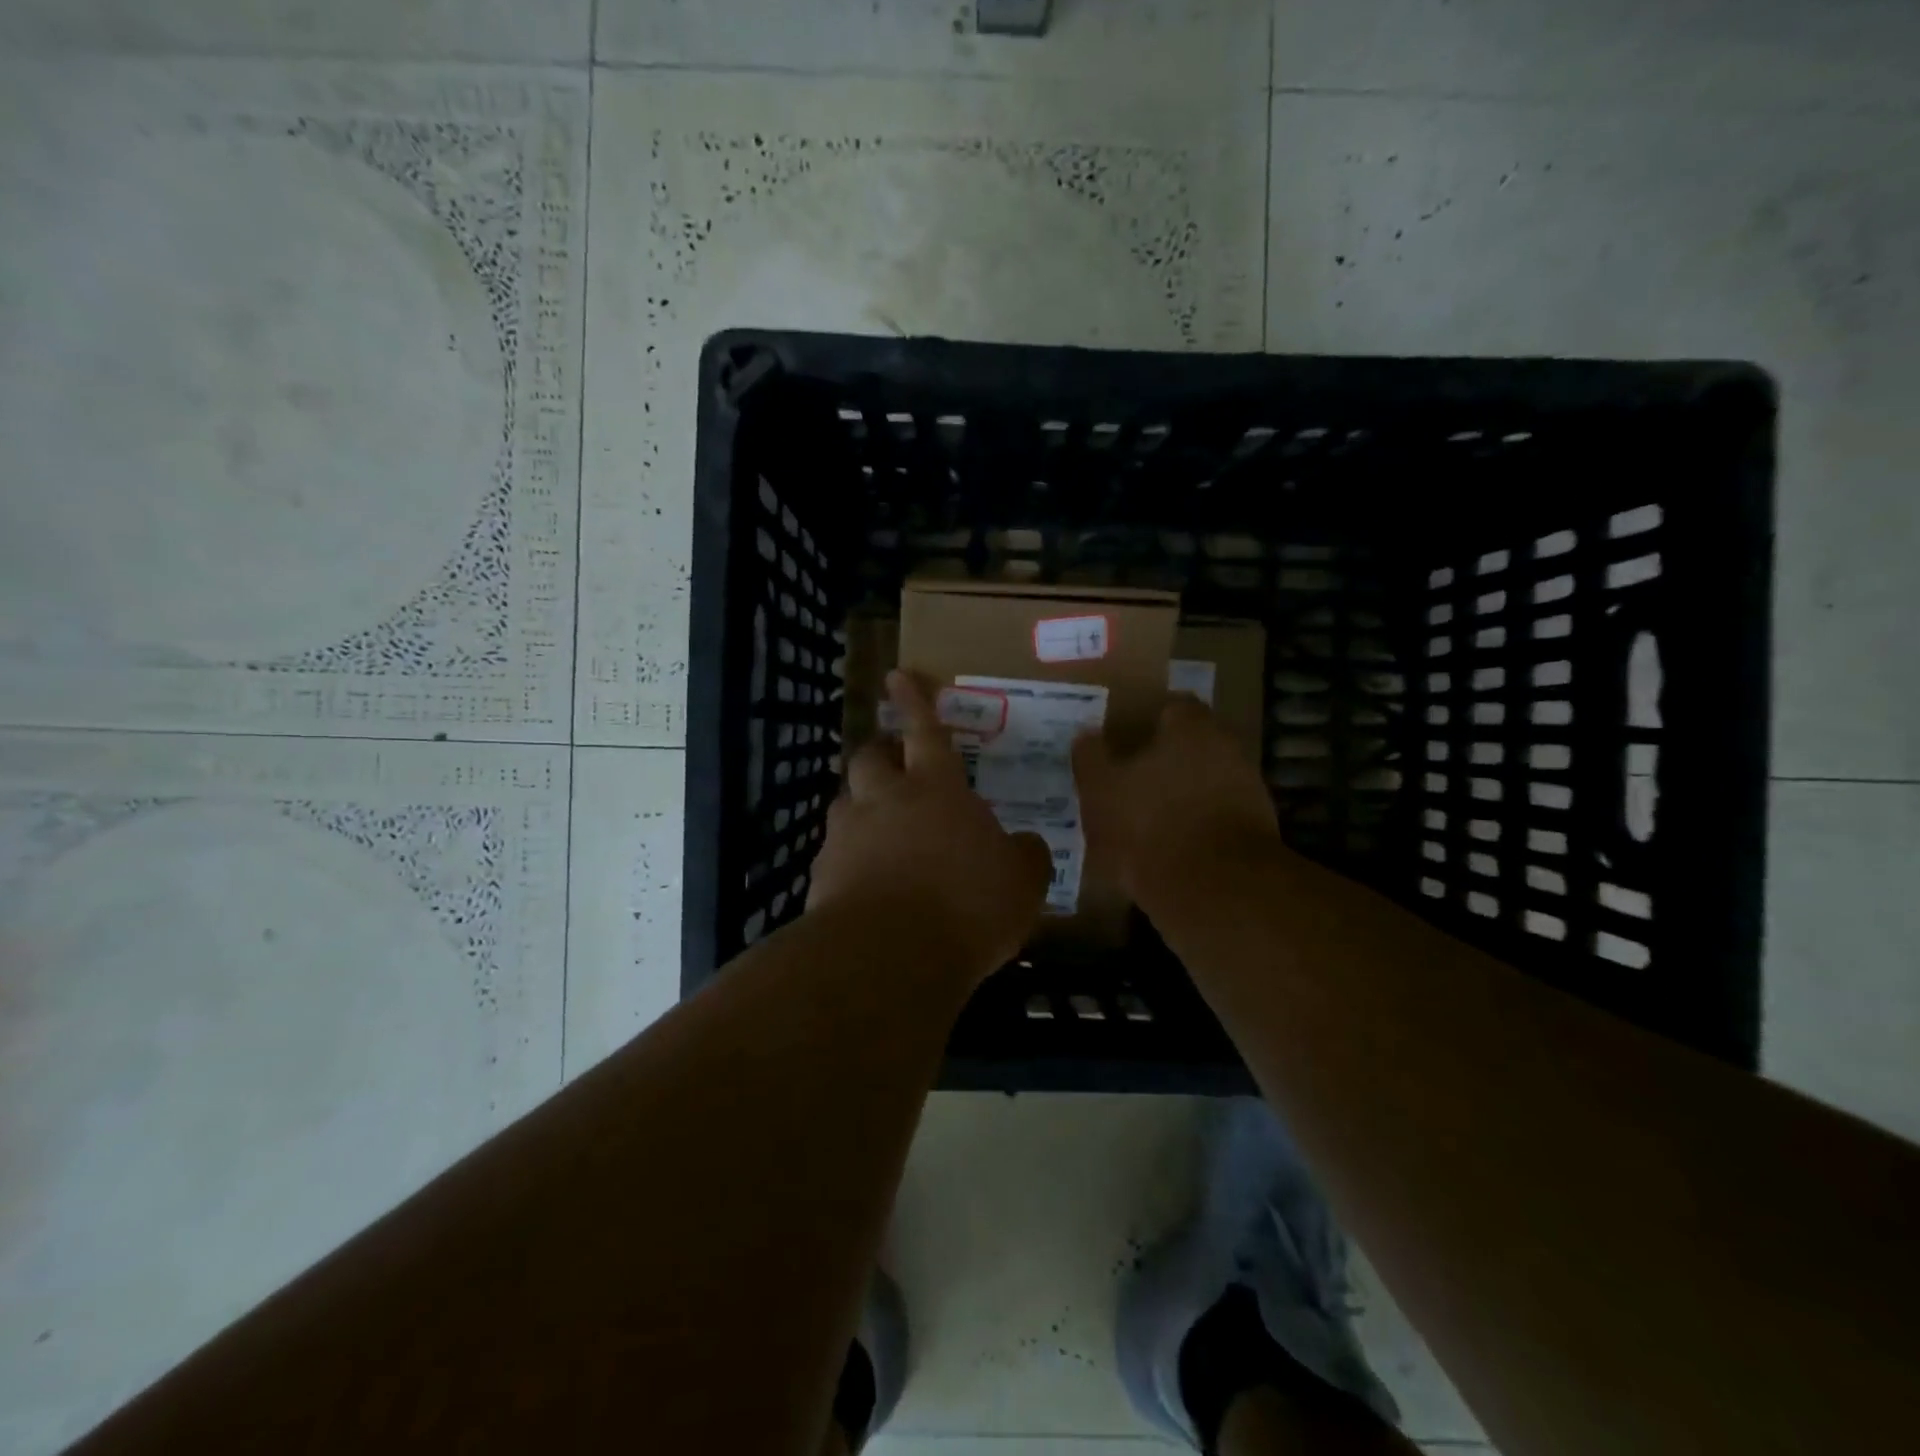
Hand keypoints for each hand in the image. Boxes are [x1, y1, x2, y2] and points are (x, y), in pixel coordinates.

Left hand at [809, 671, 1052, 979]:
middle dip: (880, 754)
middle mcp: (885, 801)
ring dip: (862, 809)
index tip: (897, 675)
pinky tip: (866, 889)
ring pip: (846, 805)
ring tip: (880, 834)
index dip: (915, 702)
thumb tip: (1026, 846)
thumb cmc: (966, 905)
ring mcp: (847, 836)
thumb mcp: (1021, 883)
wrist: (888, 956)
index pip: (926, 732)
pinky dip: (849, 862)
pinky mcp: (822, 876)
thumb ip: (1025, 857)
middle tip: (894, 766)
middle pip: (871, 758)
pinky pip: (835, 856)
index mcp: (936, 790)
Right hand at [1072, 695, 1285, 919]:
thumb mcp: (1099, 789)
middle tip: (1130, 780)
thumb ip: (1091, 757)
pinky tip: (1167, 849)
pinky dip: (1194, 828)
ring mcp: (1247, 791)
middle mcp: (1227, 749)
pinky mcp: (1253, 833)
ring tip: (1145, 820)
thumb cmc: (1148, 825)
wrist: (1215, 891)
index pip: (1172, 706)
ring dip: (1180, 796)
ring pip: (1205, 783)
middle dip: (1164, 760)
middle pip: (1192, 745)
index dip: (1146, 720)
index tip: (1124, 739)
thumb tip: (1086, 734)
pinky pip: (1215, 819)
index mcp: (1191, 727)